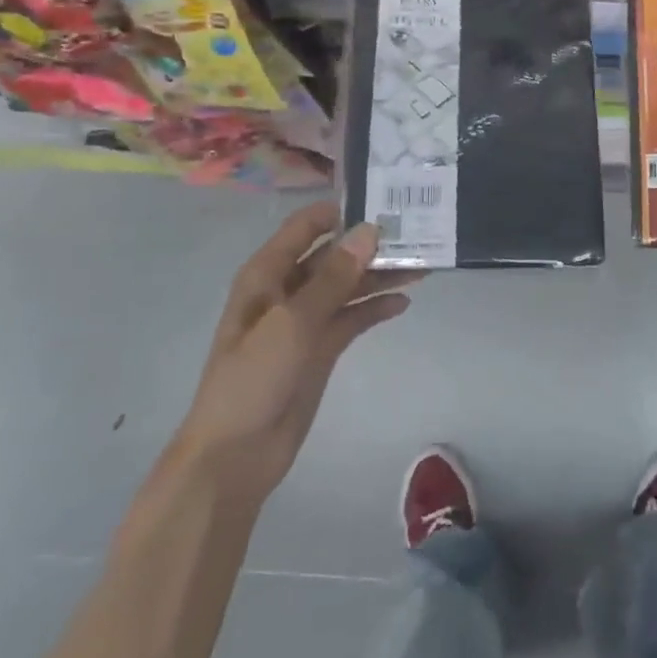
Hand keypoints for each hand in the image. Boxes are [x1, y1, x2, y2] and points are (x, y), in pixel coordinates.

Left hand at [177, 202, 415, 497]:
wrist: (235, 456)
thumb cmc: (253, 379)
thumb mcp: (293, 322)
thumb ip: (333, 277)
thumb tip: (369, 231)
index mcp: (267, 275)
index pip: (305, 228)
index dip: (339, 212)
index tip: (382, 201)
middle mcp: (286, 290)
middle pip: (333, 257)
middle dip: (369, 246)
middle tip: (416, 234)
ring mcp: (305, 321)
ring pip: (347, 287)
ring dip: (379, 277)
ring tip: (421, 267)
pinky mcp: (321, 349)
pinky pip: (352, 318)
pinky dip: (375, 308)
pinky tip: (403, 303)